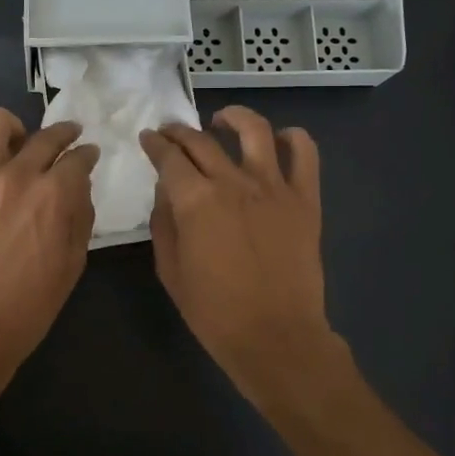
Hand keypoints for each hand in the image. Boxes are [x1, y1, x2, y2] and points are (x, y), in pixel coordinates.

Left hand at [0, 108, 99, 380]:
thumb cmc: (30, 305)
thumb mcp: (73, 264)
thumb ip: (80, 217)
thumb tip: (78, 186)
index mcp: (54, 195)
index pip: (78, 157)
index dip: (87, 154)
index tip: (87, 156)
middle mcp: (17, 175)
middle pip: (46, 136)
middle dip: (63, 135)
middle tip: (63, 142)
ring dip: (11, 129)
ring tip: (12, 145)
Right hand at [139, 106, 338, 405]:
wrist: (275, 337)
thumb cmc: (215, 311)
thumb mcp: (170, 270)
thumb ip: (164, 223)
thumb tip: (166, 192)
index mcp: (196, 200)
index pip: (168, 157)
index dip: (155, 144)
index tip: (148, 138)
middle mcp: (233, 182)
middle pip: (201, 140)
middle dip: (180, 131)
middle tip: (171, 133)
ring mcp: (274, 187)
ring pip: (255, 130)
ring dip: (234, 118)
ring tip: (222, 120)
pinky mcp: (305, 199)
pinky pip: (305, 153)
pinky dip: (293, 138)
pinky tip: (279, 140)